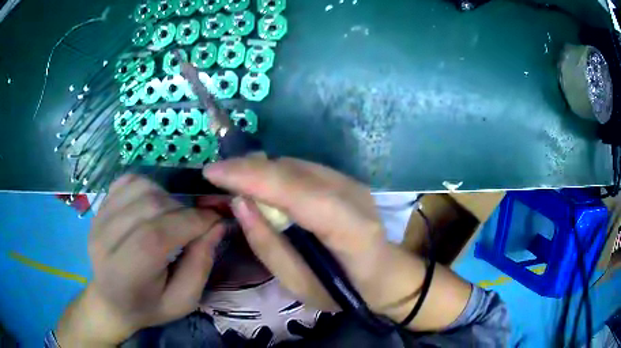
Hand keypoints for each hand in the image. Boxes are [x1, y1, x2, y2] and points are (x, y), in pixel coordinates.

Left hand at [56, 175, 224, 345]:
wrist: (111, 301)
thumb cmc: (149, 306)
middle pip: (149, 206)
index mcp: (127, 273)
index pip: (158, 235)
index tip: (215, 220)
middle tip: (194, 224)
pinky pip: (127, 181)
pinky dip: (148, 186)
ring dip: (166, 196)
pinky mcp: (99, 207)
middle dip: (182, 210)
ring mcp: (99, 219)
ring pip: (140, 188)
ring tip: (172, 216)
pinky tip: (153, 204)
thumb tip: (216, 226)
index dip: (193, 222)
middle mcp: (106, 240)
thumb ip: (200, 266)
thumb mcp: (183, 301)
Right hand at [204, 157, 471, 330]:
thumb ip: (267, 245)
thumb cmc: (343, 291)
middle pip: (293, 170)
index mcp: (350, 230)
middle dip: (248, 168)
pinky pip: (302, 169)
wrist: (385, 274)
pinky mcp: (346, 180)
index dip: (252, 177)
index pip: (298, 191)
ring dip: (260, 169)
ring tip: (234, 182)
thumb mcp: (299, 285)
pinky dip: (275, 173)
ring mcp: (352, 183)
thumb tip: (239, 202)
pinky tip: (261, 186)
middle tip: (217, 178)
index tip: (212, 173)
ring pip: (295, 164)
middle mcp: (354, 195)